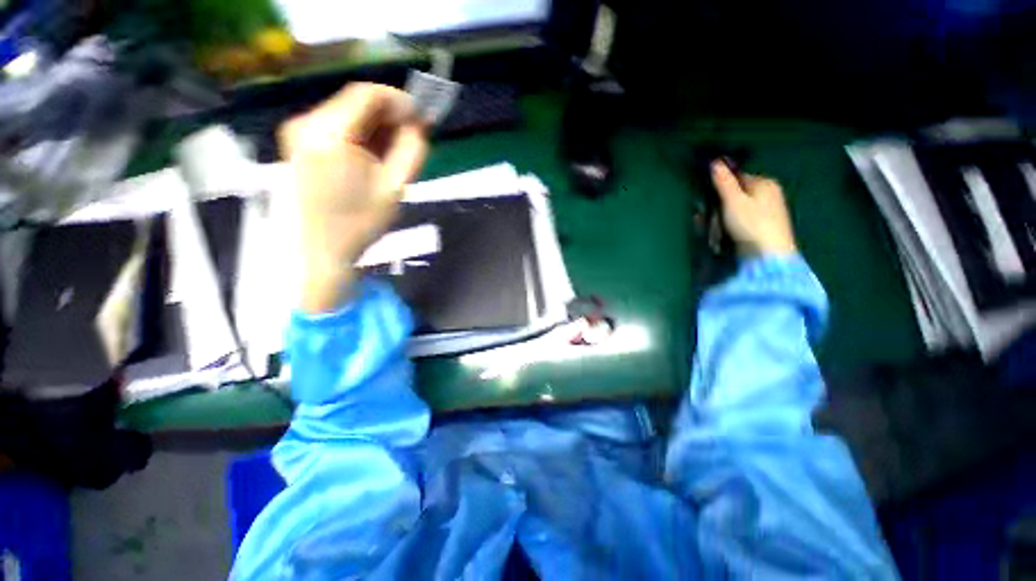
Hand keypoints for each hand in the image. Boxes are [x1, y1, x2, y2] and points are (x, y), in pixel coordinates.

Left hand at [279, 83, 427, 312]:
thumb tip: (420, 124)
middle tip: (412, 136)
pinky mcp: (297, 145)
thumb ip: (412, 150)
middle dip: (388, 115)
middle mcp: (306, 124)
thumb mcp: (395, 188)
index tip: (421, 118)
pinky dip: (359, 135)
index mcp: (330, 134)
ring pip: (346, 114)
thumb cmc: (359, 224)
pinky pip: (335, 128)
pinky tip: (373, 156)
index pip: (367, 95)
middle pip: (354, 102)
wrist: (317, 252)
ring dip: (375, 126)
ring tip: (395, 151)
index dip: (399, 101)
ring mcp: (297, 133)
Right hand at [711, 161, 797, 256]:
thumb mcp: (733, 201)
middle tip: (712, 217)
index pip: (737, 177)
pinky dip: (733, 224)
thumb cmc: (751, 224)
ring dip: (724, 217)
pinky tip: (726, 234)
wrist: (769, 254)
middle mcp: (769, 193)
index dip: (721, 186)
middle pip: (737, 193)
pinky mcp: (765, 225)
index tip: (709, 199)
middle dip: (721, 204)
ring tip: (717, 229)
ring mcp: (769, 210)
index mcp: (765, 183)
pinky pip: (743, 219)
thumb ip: (724, 182)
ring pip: (738, 208)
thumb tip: (714, 162)